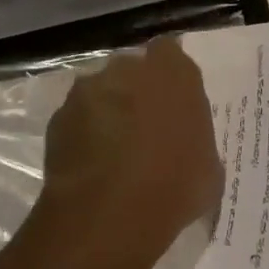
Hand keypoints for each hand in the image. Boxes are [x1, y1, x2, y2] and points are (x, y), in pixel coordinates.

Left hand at [13, 36, 223, 268]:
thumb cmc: (175, 187)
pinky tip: (92, 166)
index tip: (173, 101)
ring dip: (109, 111)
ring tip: (114, 151)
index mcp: (174, 71)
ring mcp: (89, 90)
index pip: (170, 52)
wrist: (109, 215)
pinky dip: (84, 134)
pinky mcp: (59, 116)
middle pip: (133, 69)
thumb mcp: (209, 165)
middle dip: (137, 90)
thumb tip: (183, 144)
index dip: (169, 76)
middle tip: (146, 128)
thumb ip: (195, 138)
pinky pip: (78, 118)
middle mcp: (129, 67)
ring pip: (102, 91)